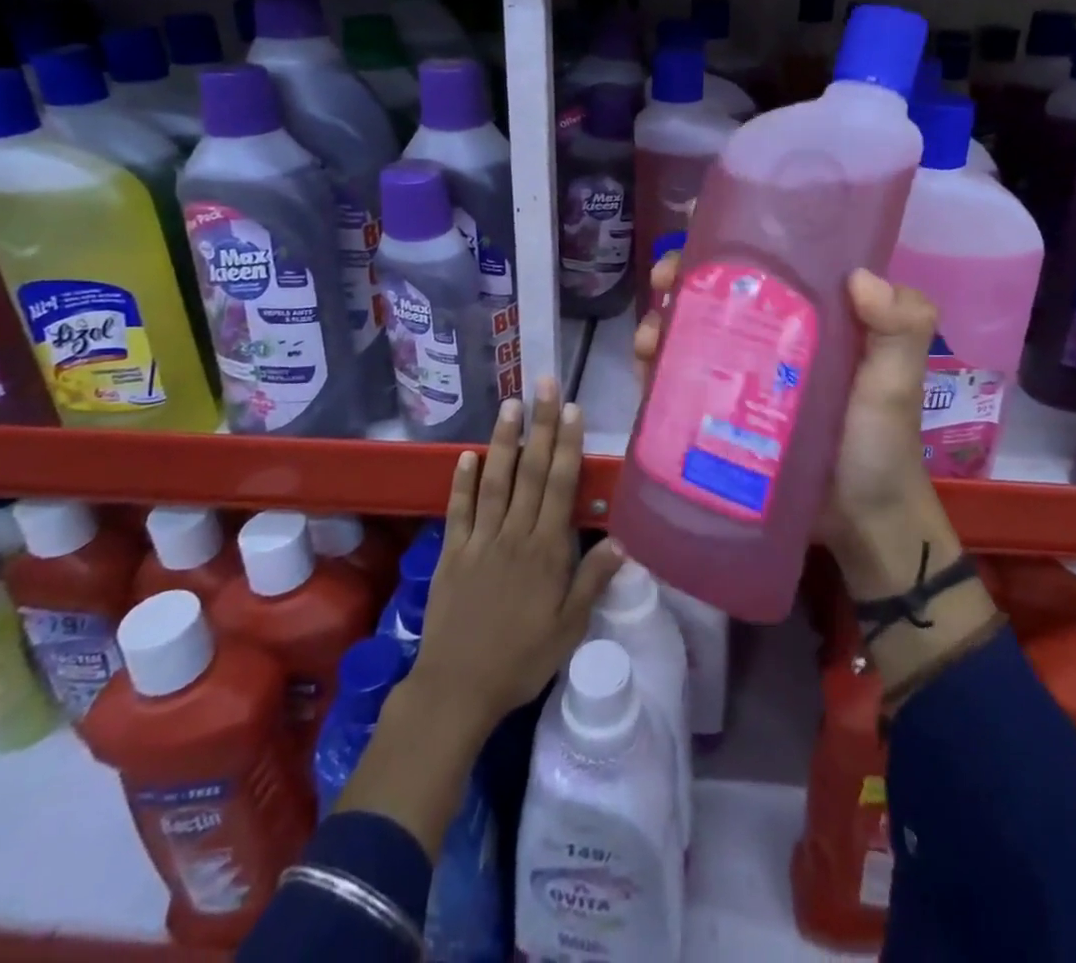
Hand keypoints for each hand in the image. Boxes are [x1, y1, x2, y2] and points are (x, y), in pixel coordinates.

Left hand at [408, 379, 624, 732]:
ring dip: (502, 441)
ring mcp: (479, 541)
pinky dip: (462, 481)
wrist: (457, 689)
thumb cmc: (521, 661)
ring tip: (509, 404)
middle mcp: (513, 535)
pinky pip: (458, 510)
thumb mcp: (569, 628)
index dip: (566, 445)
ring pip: (493, 481)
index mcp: (545, 551)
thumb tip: (624, 540)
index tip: (570, 409)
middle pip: (529, 472)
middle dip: (539, 426)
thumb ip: (593, 581)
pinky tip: (466, 455)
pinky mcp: (451, 553)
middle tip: (543, 385)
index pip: (559, 486)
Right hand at [635, 253, 941, 548]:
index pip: (766, 267)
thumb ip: (901, 327)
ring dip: (662, 323)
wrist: (860, 526)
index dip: (730, 247)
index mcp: (810, 316)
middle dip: (682, 281)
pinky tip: (645, 369)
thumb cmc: (881, 445)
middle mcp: (771, 338)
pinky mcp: (721, 415)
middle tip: (664, 284)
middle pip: (717, 296)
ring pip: (692, 335)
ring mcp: (742, 377)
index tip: (700, 242)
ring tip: (649, 337)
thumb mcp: (896, 382)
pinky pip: (683, 384)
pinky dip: (658, 370)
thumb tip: (859, 276)